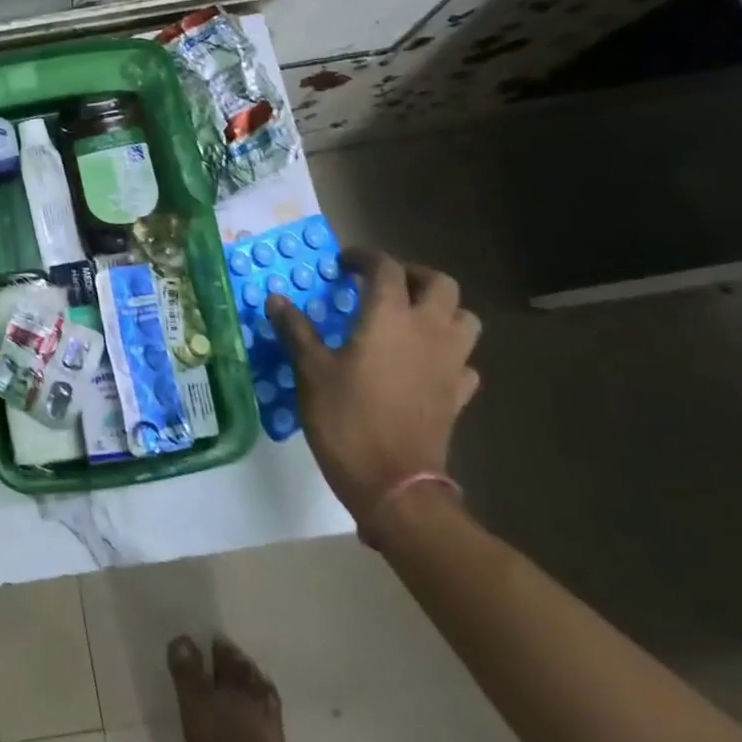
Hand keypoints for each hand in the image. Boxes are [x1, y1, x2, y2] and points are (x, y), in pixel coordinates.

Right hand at [267, 249, 479, 532]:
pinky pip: (464, 361)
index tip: (344, 264)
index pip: (387, 268)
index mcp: (390, 318)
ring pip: (464, 319)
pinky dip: (448, 353)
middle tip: (382, 285)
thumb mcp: (311, 370)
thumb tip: (276, 299)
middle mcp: (428, 331)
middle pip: (439, 284)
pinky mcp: (458, 395)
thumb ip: (296, 330)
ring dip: (441, 310)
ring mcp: (450, 364)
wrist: (394, 483)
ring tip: (410, 318)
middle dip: (412, 276)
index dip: (365, 258)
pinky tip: (425, 363)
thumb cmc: (346, 419)